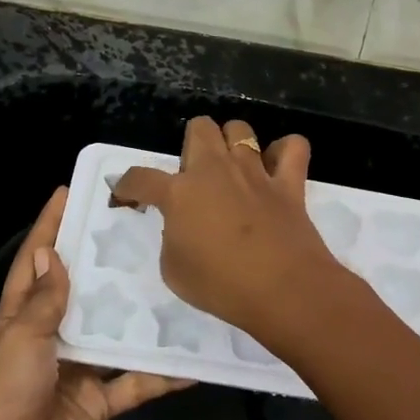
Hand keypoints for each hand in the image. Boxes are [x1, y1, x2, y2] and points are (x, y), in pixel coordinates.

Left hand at [0, 187, 192, 419]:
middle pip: (77, 292)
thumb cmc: (7, 399)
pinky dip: (159, 374)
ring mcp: (74, 371)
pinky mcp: (98, 402)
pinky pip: (133, 381)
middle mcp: (47, 340)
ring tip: (171, 279)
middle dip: (101, 262)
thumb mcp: (20, 341)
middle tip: (136, 228)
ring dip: (137, 314)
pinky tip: (192, 359)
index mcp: (17, 321)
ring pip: (111, 333)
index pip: (33, 264)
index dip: (48, 228)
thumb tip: (51, 254)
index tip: (69, 192)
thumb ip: (42, 301)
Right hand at [111, 117, 345, 338]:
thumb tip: (183, 225)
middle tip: (194, 178)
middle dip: (191, 145)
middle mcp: (215, 170)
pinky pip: (293, 147)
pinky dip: (285, 152)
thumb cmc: (220, 286)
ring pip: (240, 129)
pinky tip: (277, 168)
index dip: (127, 185)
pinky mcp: (289, 182)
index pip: (141, 178)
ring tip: (232, 168)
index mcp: (179, 193)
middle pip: (199, 128)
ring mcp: (255, 172)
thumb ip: (173, 238)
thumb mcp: (174, 270)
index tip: (126, 195)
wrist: (282, 291)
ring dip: (232, 144)